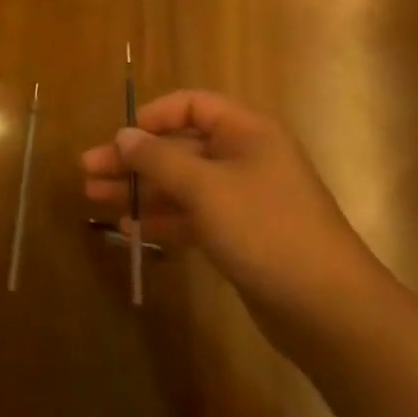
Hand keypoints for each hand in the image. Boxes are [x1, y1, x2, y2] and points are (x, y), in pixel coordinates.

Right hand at [80, 90, 389, 344]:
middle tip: (88, 171)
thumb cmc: (266, 230)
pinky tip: (129, 229)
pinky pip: (192, 216)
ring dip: (140, 189)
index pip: (191, 106)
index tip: (118, 138)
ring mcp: (243, 199)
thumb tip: (123, 136)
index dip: (152, 117)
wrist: (330, 310)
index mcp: (246, 132)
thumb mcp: (205, 188)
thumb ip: (158, 158)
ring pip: (181, 183)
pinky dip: (162, 219)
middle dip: (133, 159)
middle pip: (178, 146)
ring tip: (96, 199)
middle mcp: (245, 158)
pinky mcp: (240, 235)